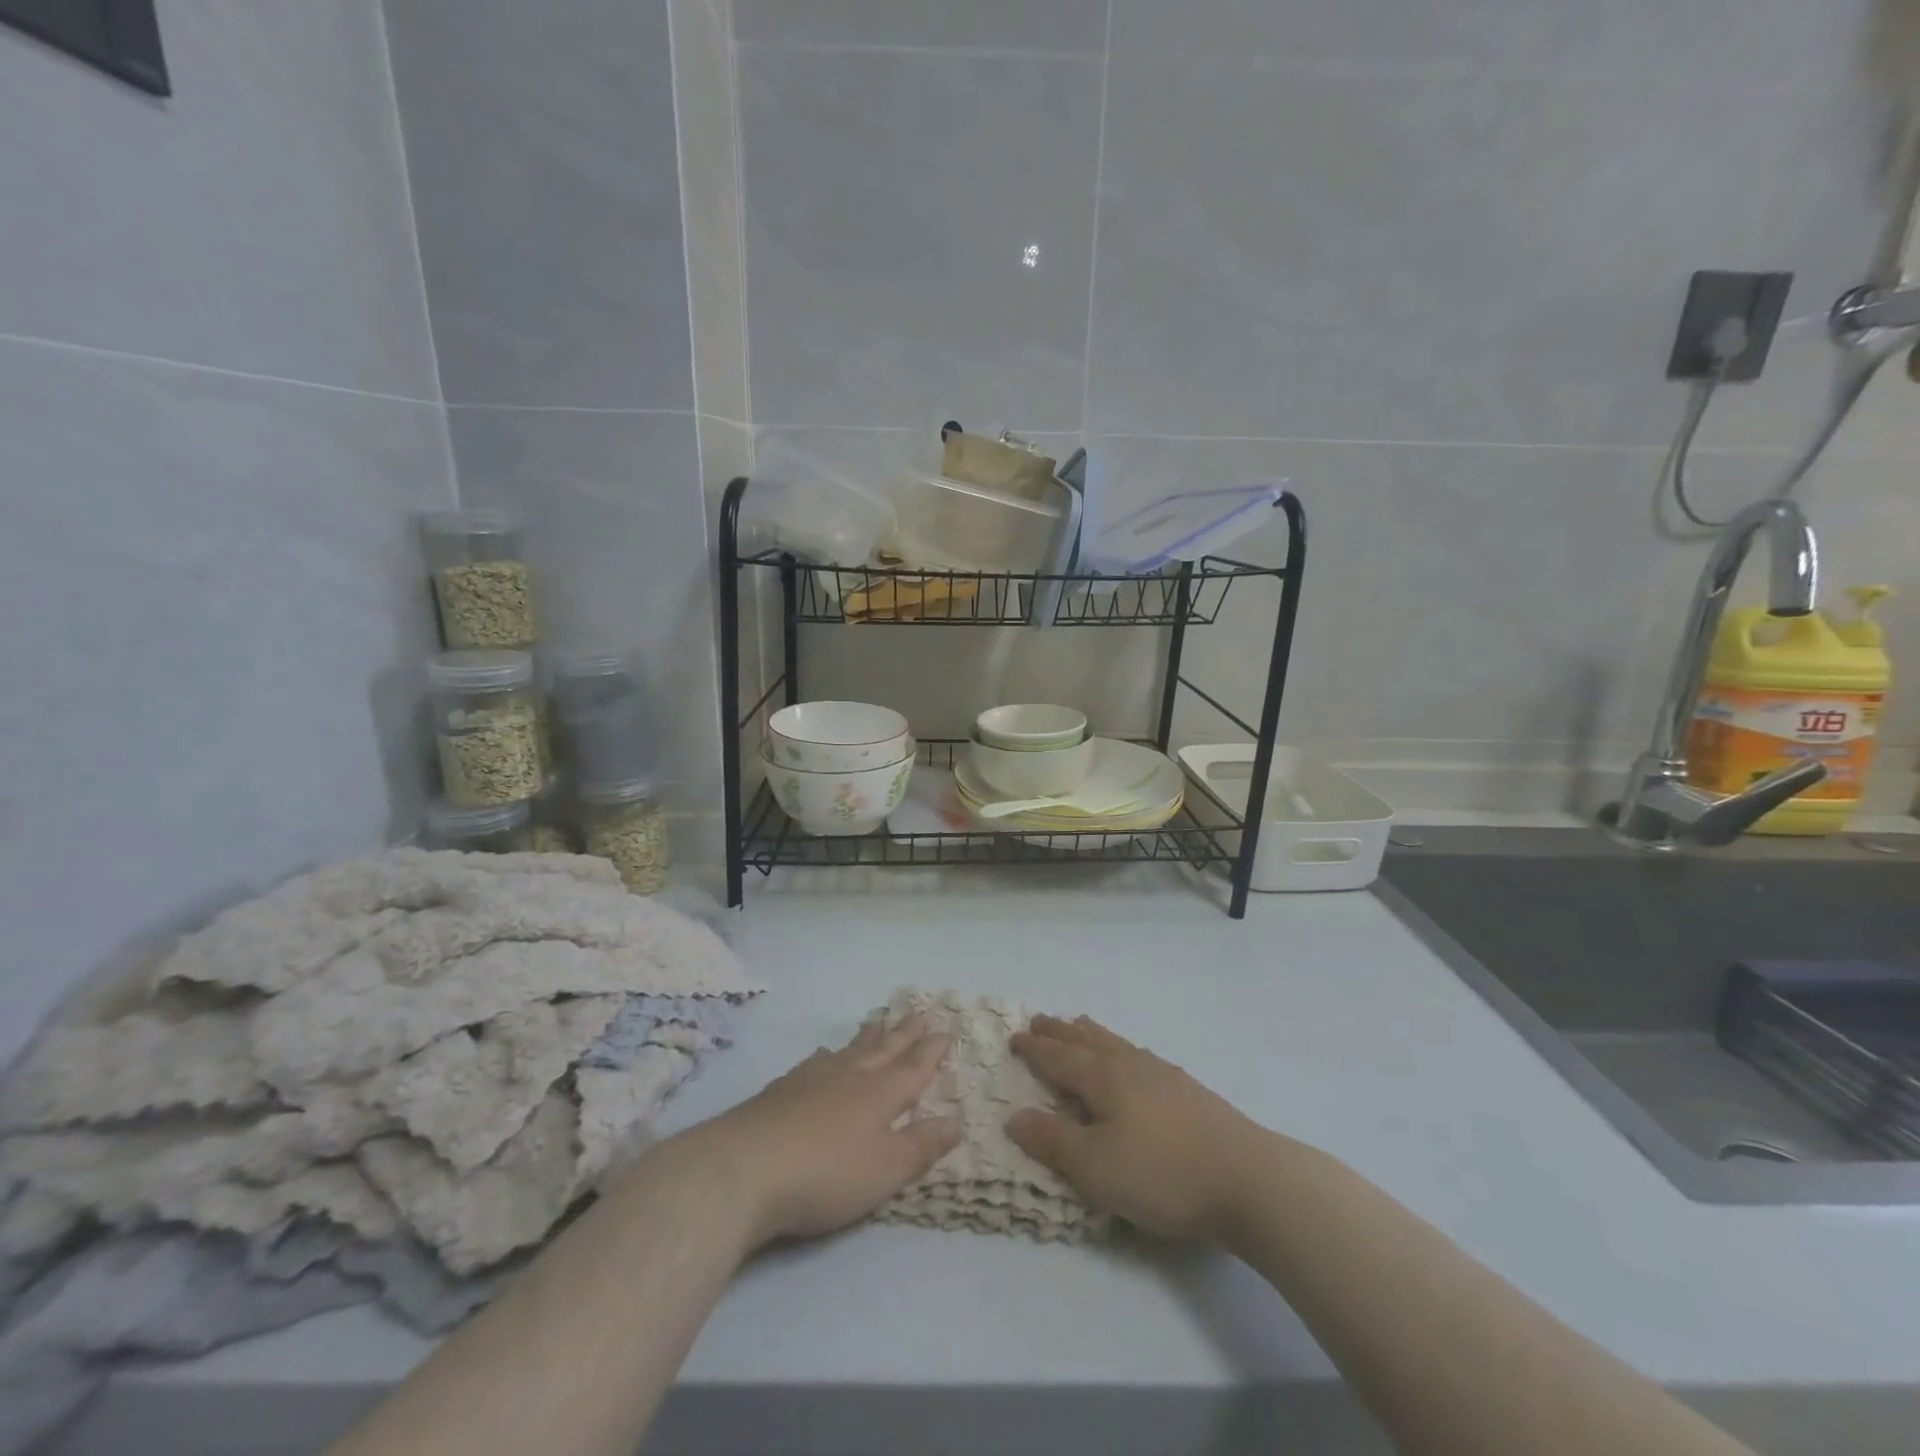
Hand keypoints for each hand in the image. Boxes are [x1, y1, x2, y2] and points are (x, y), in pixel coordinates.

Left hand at [672, 1014, 960, 1250]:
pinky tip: (824, 1054)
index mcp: (880, 1094)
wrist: (744, 1168)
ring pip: (850, 1049)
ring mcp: (813, 1078)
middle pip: (883, 1049)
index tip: (945, 1029)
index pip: (914, 1067)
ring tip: (878, 1021)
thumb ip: (921, 1145)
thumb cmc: (826, 1173)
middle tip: (919, 1012)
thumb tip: (957, 1119)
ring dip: (869, 1036)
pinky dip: (829, 1054)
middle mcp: (850, 1076)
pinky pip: (817, 1061)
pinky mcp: (782, 1090)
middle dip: (905, 1033)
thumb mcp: (885, 1170)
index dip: (931, 1051)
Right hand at [1007, 1015, 1265, 1242]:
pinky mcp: (1189, 1091)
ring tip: (1079, 1024)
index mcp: (1103, 1079)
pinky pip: (1139, 1055)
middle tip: (1039, 1019)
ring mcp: (1163, 1075)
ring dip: (1091, 1034)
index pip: (1059, 1058)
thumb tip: (1014, 1117)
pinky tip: (1132, 1059)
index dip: (1035, 1049)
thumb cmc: (1162, 1174)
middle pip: (1087, 1042)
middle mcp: (1130, 1066)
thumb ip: (1053, 1141)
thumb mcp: (1095, 1168)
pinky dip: (1121, 1048)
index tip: (1015, 1036)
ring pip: (1116, 1044)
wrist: (1248, 1179)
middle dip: (1059, 1032)